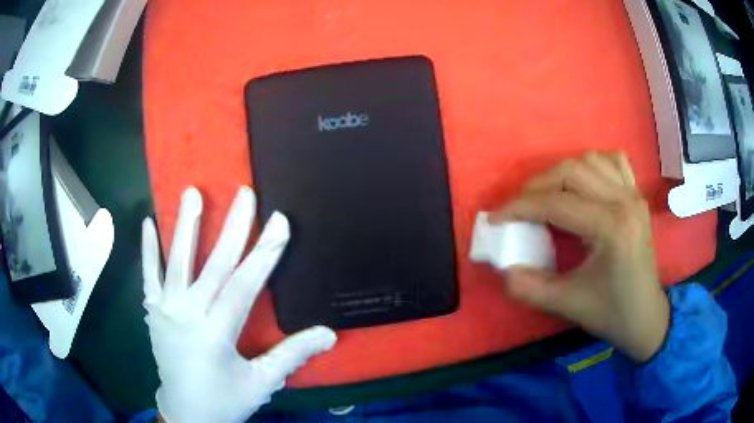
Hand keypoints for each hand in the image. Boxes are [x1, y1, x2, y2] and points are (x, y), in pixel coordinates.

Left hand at [142, 186, 336, 422]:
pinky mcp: (153, 312)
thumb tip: (329, 333)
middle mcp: (187, 315)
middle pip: (212, 266)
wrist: (185, 413)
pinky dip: (148, 250)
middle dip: (232, 228)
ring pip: (176, 262)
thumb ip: (291, 355)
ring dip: (185, 226)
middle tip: (245, 194)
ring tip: (191, 193)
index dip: (263, 253)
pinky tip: (147, 222)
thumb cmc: (224, 400)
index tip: (278, 223)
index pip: (243, 286)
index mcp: (215, 334)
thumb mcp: (261, 383)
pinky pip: (149, 277)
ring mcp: (165, 311)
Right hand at [489, 151, 668, 362]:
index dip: (520, 207)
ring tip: (547, 196)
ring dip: (562, 173)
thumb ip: (529, 287)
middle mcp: (624, 201)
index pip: (557, 203)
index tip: (496, 217)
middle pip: (571, 171)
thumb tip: (502, 267)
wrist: (646, 317)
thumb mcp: (566, 305)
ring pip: (590, 161)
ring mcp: (633, 195)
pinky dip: (592, 165)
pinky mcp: (637, 196)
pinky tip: (583, 184)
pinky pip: (613, 162)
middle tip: (519, 208)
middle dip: (537, 186)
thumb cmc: (611, 313)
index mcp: (611, 227)